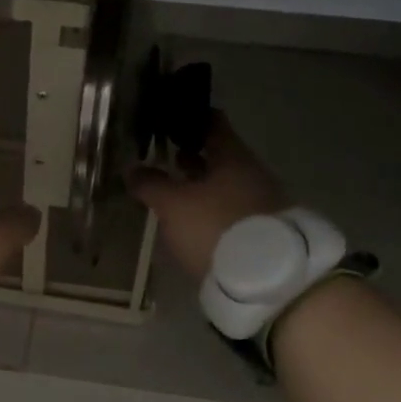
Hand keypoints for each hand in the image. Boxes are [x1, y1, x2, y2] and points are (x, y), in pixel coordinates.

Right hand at [129, 113, 288, 283]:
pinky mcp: (263, 233)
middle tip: (163, 156)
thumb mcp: (173, 205)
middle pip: (219, 156)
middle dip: (191, 156)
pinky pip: (232, 210)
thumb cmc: (216, 227)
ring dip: (201, 185)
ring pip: (225, 185)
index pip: (212, 123)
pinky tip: (193, 221)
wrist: (268, 283)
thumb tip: (132, 168)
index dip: (189, 118)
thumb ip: (151, 184)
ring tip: (173, 190)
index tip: (168, 118)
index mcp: (233, 157)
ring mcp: (262, 203)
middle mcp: (252, 173)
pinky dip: (212, 209)